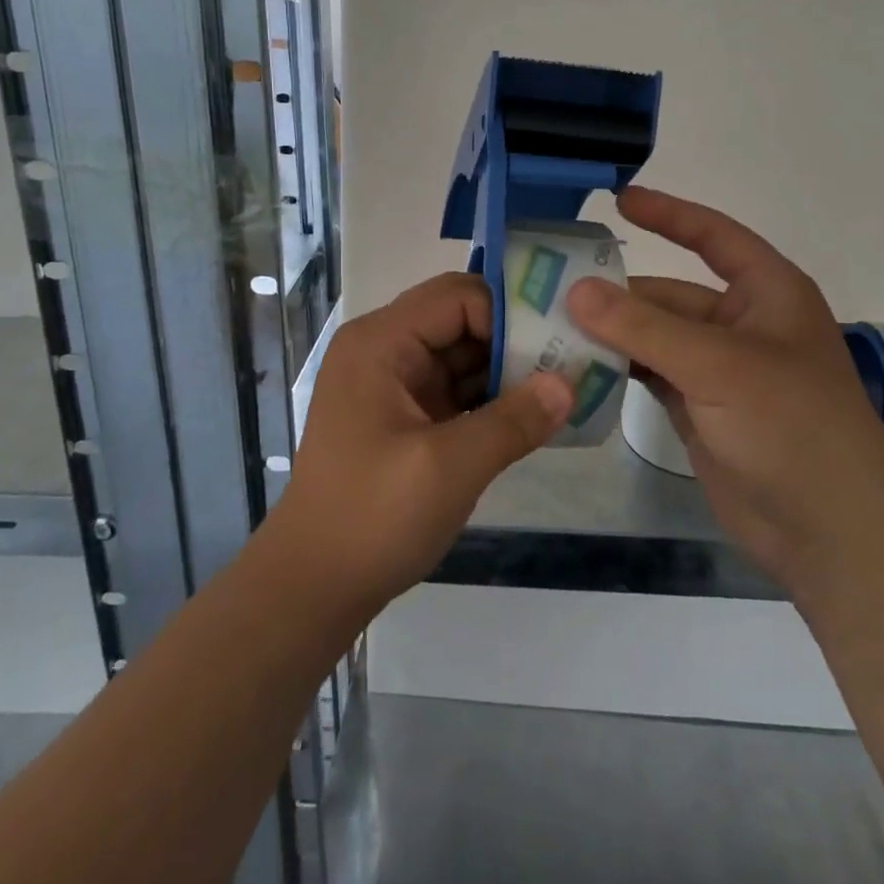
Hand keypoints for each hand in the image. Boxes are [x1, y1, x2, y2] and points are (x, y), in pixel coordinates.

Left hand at [276, 273, 573, 610]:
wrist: (314, 586)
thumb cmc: (373, 517)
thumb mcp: (449, 467)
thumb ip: (513, 420)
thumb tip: (569, 384)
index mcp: (381, 342)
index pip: (457, 297)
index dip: (507, 315)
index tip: (554, 346)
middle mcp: (385, 350)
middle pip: (461, 320)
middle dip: (513, 339)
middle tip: (570, 361)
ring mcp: (395, 384)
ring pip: (463, 355)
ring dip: (508, 370)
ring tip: (564, 386)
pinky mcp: (407, 416)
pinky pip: (457, 389)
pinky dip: (492, 399)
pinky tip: (534, 415)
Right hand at [567, 186, 883, 583]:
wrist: (831, 533)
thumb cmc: (792, 427)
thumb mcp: (719, 366)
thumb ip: (644, 327)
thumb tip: (577, 289)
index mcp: (766, 293)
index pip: (713, 236)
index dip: (669, 214)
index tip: (619, 199)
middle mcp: (741, 324)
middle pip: (669, 294)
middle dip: (616, 293)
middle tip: (548, 289)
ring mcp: (718, 370)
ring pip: (653, 337)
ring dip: (610, 334)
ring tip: (547, 328)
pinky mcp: (700, 408)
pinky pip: (649, 374)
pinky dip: (617, 370)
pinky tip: (574, 367)